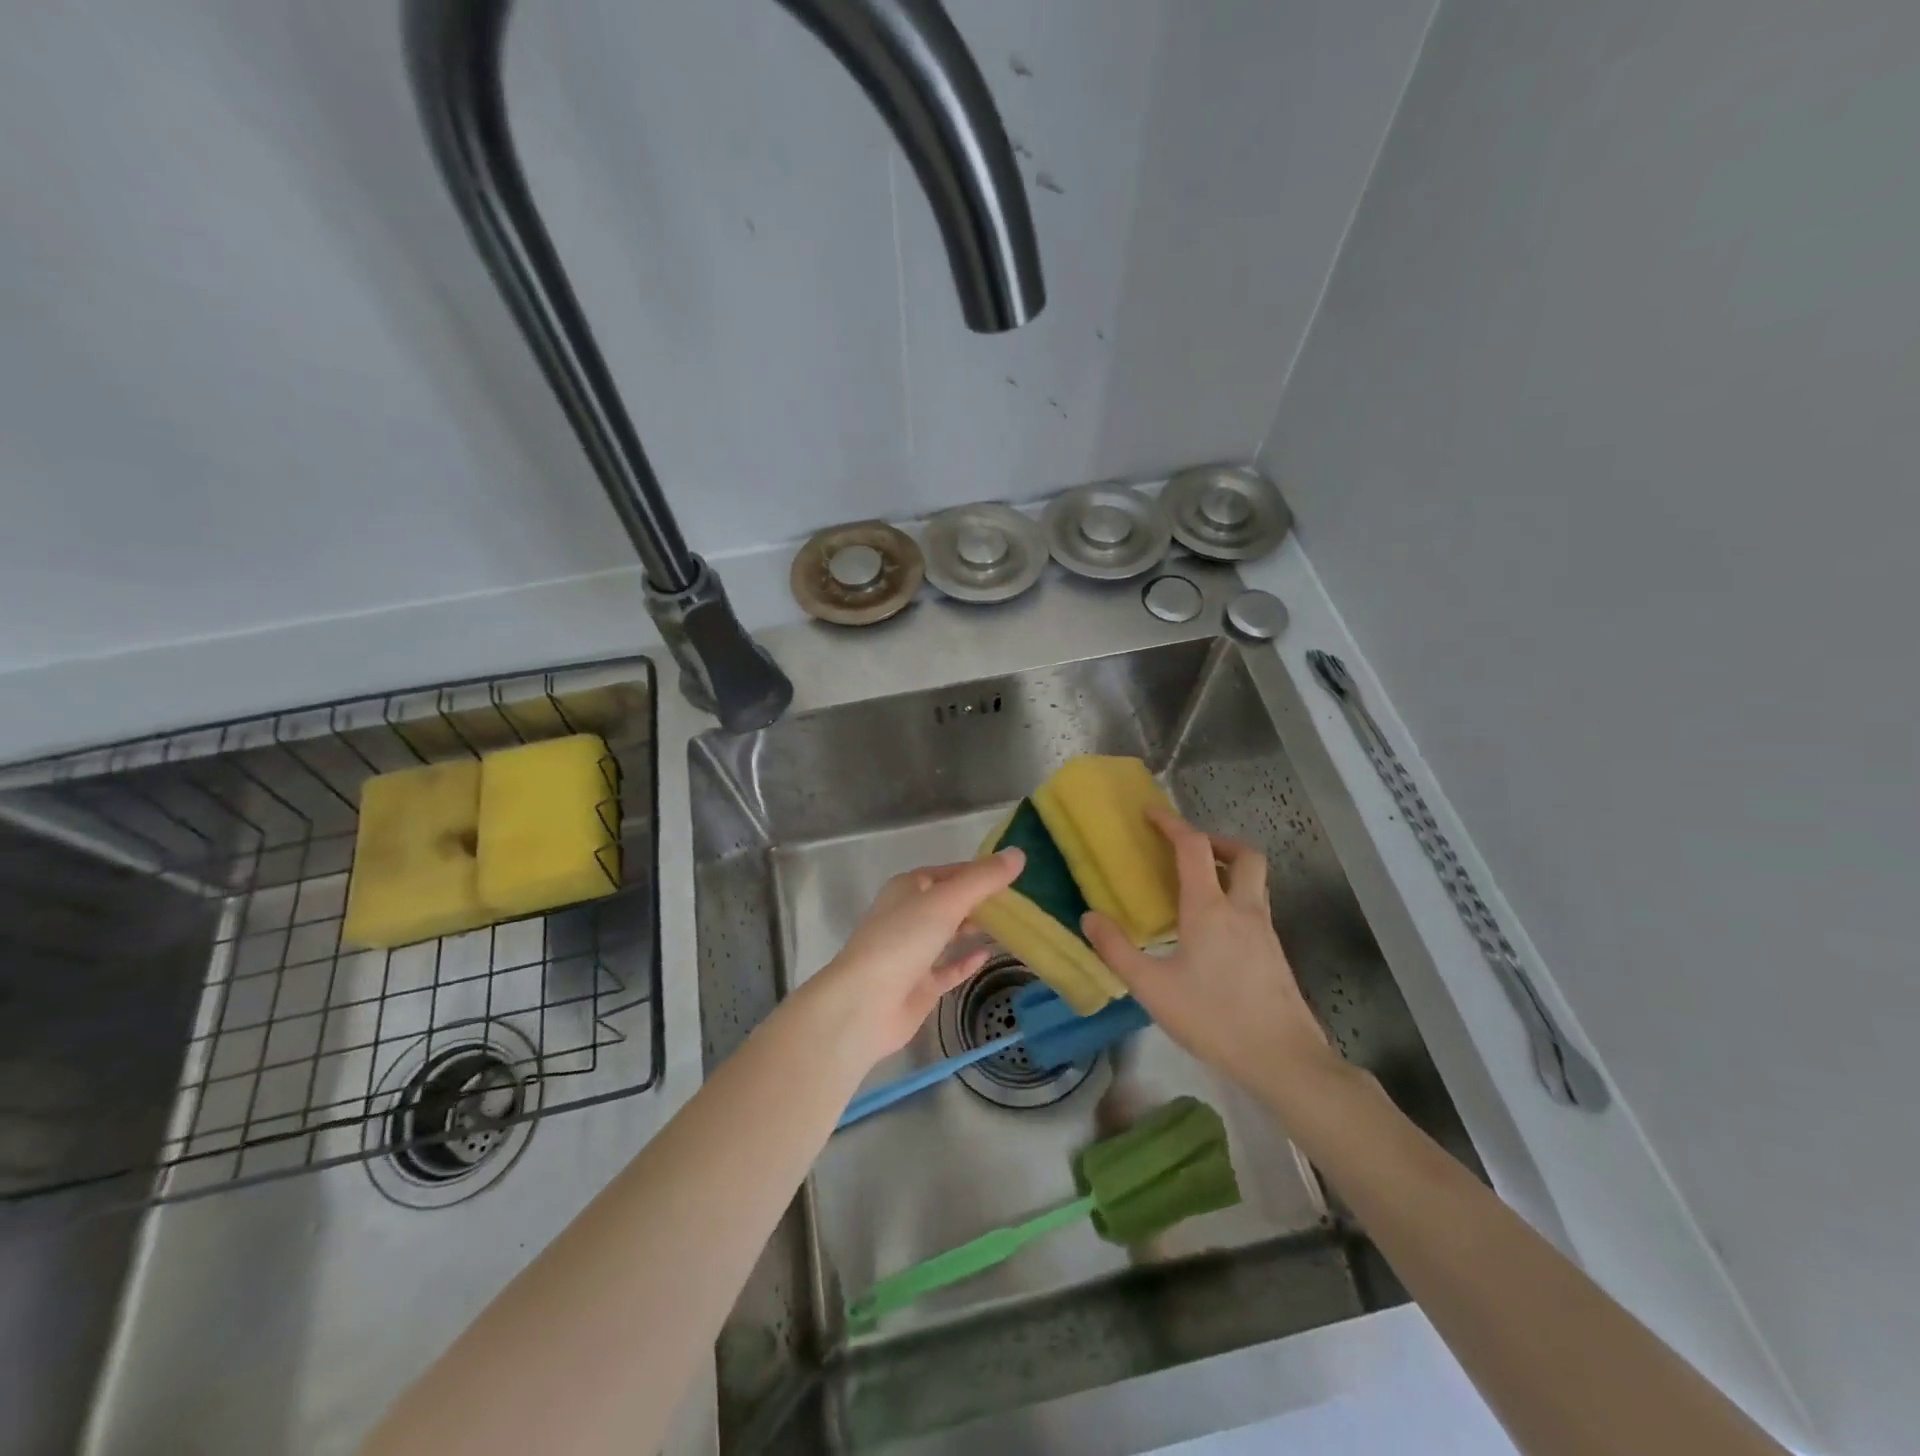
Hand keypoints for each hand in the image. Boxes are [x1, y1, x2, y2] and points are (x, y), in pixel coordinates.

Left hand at [801, 849, 1024, 1068]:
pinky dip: (966, 961)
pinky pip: (948, 968)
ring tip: (1012, 925)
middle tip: (1021, 902)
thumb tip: (1019, 853)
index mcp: (909, 887)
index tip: (1016, 874)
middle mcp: (909, 915)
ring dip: (974, 928)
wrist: (864, 1004)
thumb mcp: (947, 900)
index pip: (952, 872)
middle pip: (951, 902)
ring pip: (949, 934)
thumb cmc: (903, 940)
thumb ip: (983, 879)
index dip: (982, 871)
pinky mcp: (919, 984)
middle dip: (981, 901)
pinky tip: (988, 955)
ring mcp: (913, 951)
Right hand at [1082, 809, 1340, 1098]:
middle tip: (1187, 850)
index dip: (1171, 823)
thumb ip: (1117, 950)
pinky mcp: (1274, 952)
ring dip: (1228, 867)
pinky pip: (1255, 906)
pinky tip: (1213, 930)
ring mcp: (1264, 930)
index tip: (1150, 813)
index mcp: (1209, 908)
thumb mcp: (1153, 988)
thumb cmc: (1213, 1018)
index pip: (1193, 847)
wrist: (1283, 1059)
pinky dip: (1235, 897)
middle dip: (1215, 841)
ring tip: (1197, 885)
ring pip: (1254, 879)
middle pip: (1243, 854)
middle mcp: (1242, 908)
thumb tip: (1089, 917)